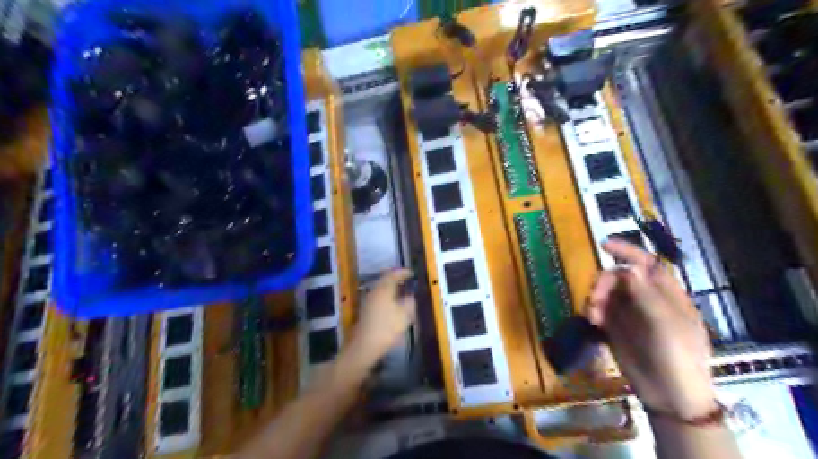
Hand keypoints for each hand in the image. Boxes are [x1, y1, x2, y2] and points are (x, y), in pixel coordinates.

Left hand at [345, 269, 418, 368]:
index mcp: (383, 289)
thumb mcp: (404, 315)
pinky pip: (379, 298)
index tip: (412, 273)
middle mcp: (374, 292)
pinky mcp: (366, 312)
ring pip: (381, 290)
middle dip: (396, 280)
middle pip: (385, 280)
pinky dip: (387, 298)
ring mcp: (368, 301)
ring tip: (402, 293)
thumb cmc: (387, 328)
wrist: (365, 347)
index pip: (393, 274)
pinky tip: (393, 305)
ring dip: (391, 289)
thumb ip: (410, 302)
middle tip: (407, 281)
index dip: (403, 272)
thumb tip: (410, 296)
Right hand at [589, 240, 716, 419]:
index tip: (603, 244)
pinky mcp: (615, 327)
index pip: (646, 263)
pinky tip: (592, 322)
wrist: (670, 394)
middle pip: (619, 277)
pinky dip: (592, 311)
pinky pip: (599, 310)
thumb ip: (645, 294)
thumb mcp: (665, 324)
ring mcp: (629, 313)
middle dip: (604, 283)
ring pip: (606, 292)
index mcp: (666, 294)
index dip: (627, 251)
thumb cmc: (677, 356)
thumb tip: (629, 269)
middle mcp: (646, 299)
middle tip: (595, 298)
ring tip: (592, 315)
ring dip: (595, 298)